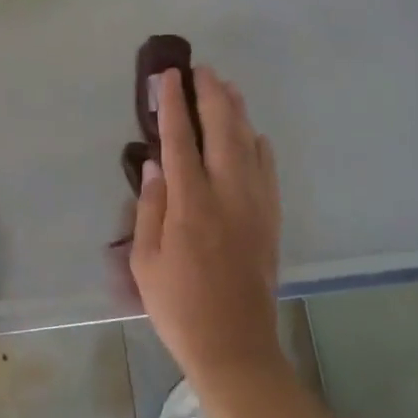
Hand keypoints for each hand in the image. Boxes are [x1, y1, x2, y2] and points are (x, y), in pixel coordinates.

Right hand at [130, 64, 283, 387]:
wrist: (235, 346)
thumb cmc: (179, 306)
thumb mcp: (146, 261)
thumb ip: (151, 208)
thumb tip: (156, 164)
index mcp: (191, 205)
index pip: (180, 140)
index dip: (173, 105)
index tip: (168, 77)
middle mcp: (228, 196)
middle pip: (222, 131)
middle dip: (211, 96)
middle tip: (201, 70)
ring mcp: (256, 206)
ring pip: (249, 144)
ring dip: (236, 112)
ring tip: (226, 87)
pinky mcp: (271, 220)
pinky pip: (268, 170)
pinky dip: (259, 145)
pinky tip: (253, 133)